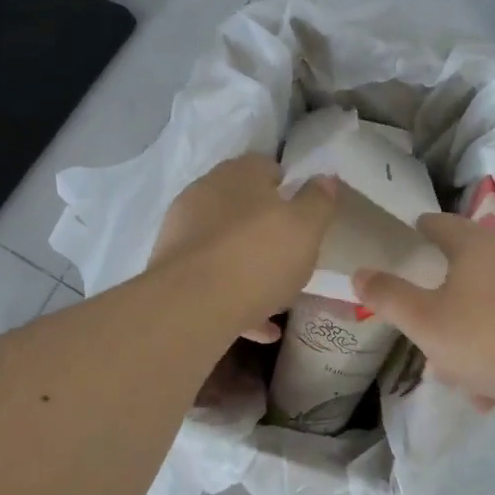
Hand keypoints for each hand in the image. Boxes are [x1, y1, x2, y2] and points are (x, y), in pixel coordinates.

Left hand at [148, 155, 336, 340]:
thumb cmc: (259, 256)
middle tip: (292, 257)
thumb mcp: (306, 228)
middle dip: (267, 229)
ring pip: (227, 245)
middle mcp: (206, 192)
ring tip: (278, 299)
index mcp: (240, 173)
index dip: (289, 190)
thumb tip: (324, 179)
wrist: (192, 304)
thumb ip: (318, 201)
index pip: (267, 168)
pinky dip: (235, 296)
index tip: (304, 218)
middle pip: (244, 207)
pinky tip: (260, 327)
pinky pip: (212, 277)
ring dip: (251, 267)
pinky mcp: (170, 267)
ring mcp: (183, 229)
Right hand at [353, 214, 494, 414]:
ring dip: (478, 329)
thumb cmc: (491, 339)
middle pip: (471, 266)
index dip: (421, 230)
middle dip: (448, 296)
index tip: (410, 237)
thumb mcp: (426, 324)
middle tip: (432, 326)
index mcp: (476, 247)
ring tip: (467, 375)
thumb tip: (360, 271)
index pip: (441, 225)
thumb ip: (389, 297)